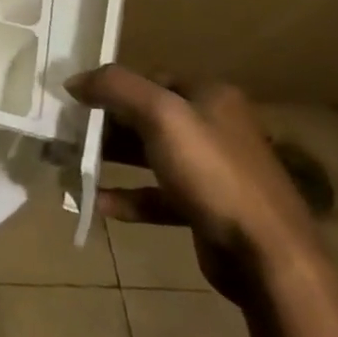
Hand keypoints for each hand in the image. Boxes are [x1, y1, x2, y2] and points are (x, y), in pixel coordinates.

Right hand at [69, 66, 324, 298]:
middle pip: (146, 117)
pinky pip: (157, 195)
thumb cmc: (213, 174)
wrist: (269, 257)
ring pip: (149, 155)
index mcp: (211, 97)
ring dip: (111, 160)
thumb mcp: (161, 115)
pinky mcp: (207, 209)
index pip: (150, 79)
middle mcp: (214, 128)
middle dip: (105, 125)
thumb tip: (74, 81)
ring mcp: (213, 171)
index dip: (112, 87)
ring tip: (72, 165)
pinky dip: (128, 197)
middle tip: (68, 134)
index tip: (76, 102)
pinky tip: (98, 203)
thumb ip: (114, 87)